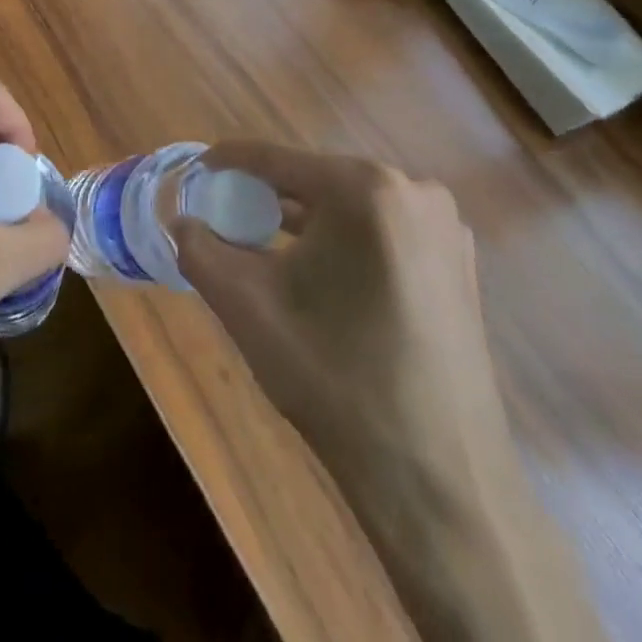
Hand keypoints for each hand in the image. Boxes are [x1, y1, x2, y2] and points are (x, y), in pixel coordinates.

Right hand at [175, 146, 606, 641]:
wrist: (440, 482)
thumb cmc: (335, 379)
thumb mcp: (248, 307)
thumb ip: (200, 251)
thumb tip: (181, 222)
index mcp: (365, 188)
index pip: (277, 159)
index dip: (230, 162)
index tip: (198, 171)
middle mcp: (413, 190)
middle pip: (316, 179)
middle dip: (268, 195)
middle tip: (228, 216)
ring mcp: (444, 225)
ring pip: (351, 205)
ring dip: (307, 220)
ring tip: (265, 243)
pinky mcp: (459, 261)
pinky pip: (384, 230)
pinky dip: (345, 240)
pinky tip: (320, 274)